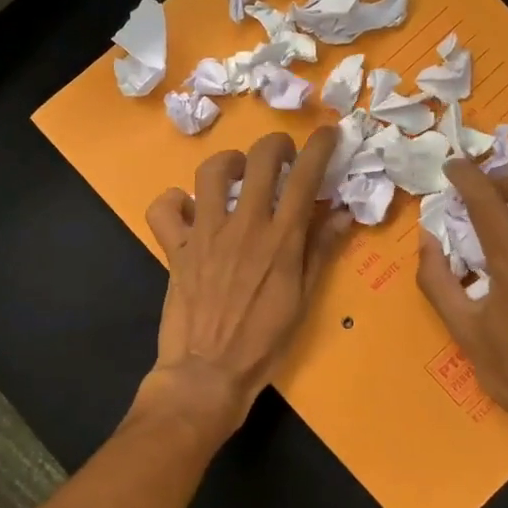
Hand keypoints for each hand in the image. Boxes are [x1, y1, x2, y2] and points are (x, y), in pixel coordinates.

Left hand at [144, 127, 353, 429]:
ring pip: (211, 172)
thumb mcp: (302, 299)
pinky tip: (189, 211)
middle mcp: (243, 226)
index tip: (328, 134)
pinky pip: (165, 209)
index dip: (319, 147)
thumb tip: (341, 213)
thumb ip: (320, 250)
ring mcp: (205, 234)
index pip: (304, 177)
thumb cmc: (263, 343)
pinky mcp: (175, 248)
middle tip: (281, 156)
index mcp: (280, 239)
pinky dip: (175, 203)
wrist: (208, 373)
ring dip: (229, 163)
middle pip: (259, 159)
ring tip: (238, 175)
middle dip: (275, 145)